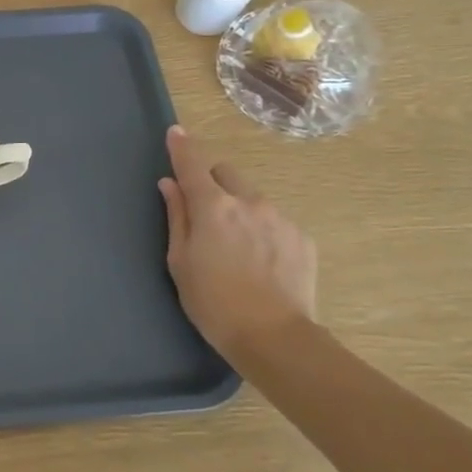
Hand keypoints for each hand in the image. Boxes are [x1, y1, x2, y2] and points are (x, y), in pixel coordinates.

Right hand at [158, 126, 316, 355]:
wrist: (275, 339)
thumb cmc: (213, 303)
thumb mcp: (180, 262)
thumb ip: (176, 217)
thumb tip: (169, 185)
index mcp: (212, 206)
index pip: (192, 165)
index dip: (182, 147)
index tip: (176, 132)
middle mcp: (248, 201)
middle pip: (226, 173)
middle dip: (213, 184)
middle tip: (206, 215)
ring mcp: (279, 218)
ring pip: (252, 198)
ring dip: (240, 209)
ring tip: (238, 249)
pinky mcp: (301, 238)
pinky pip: (275, 221)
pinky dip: (263, 230)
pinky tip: (262, 263)